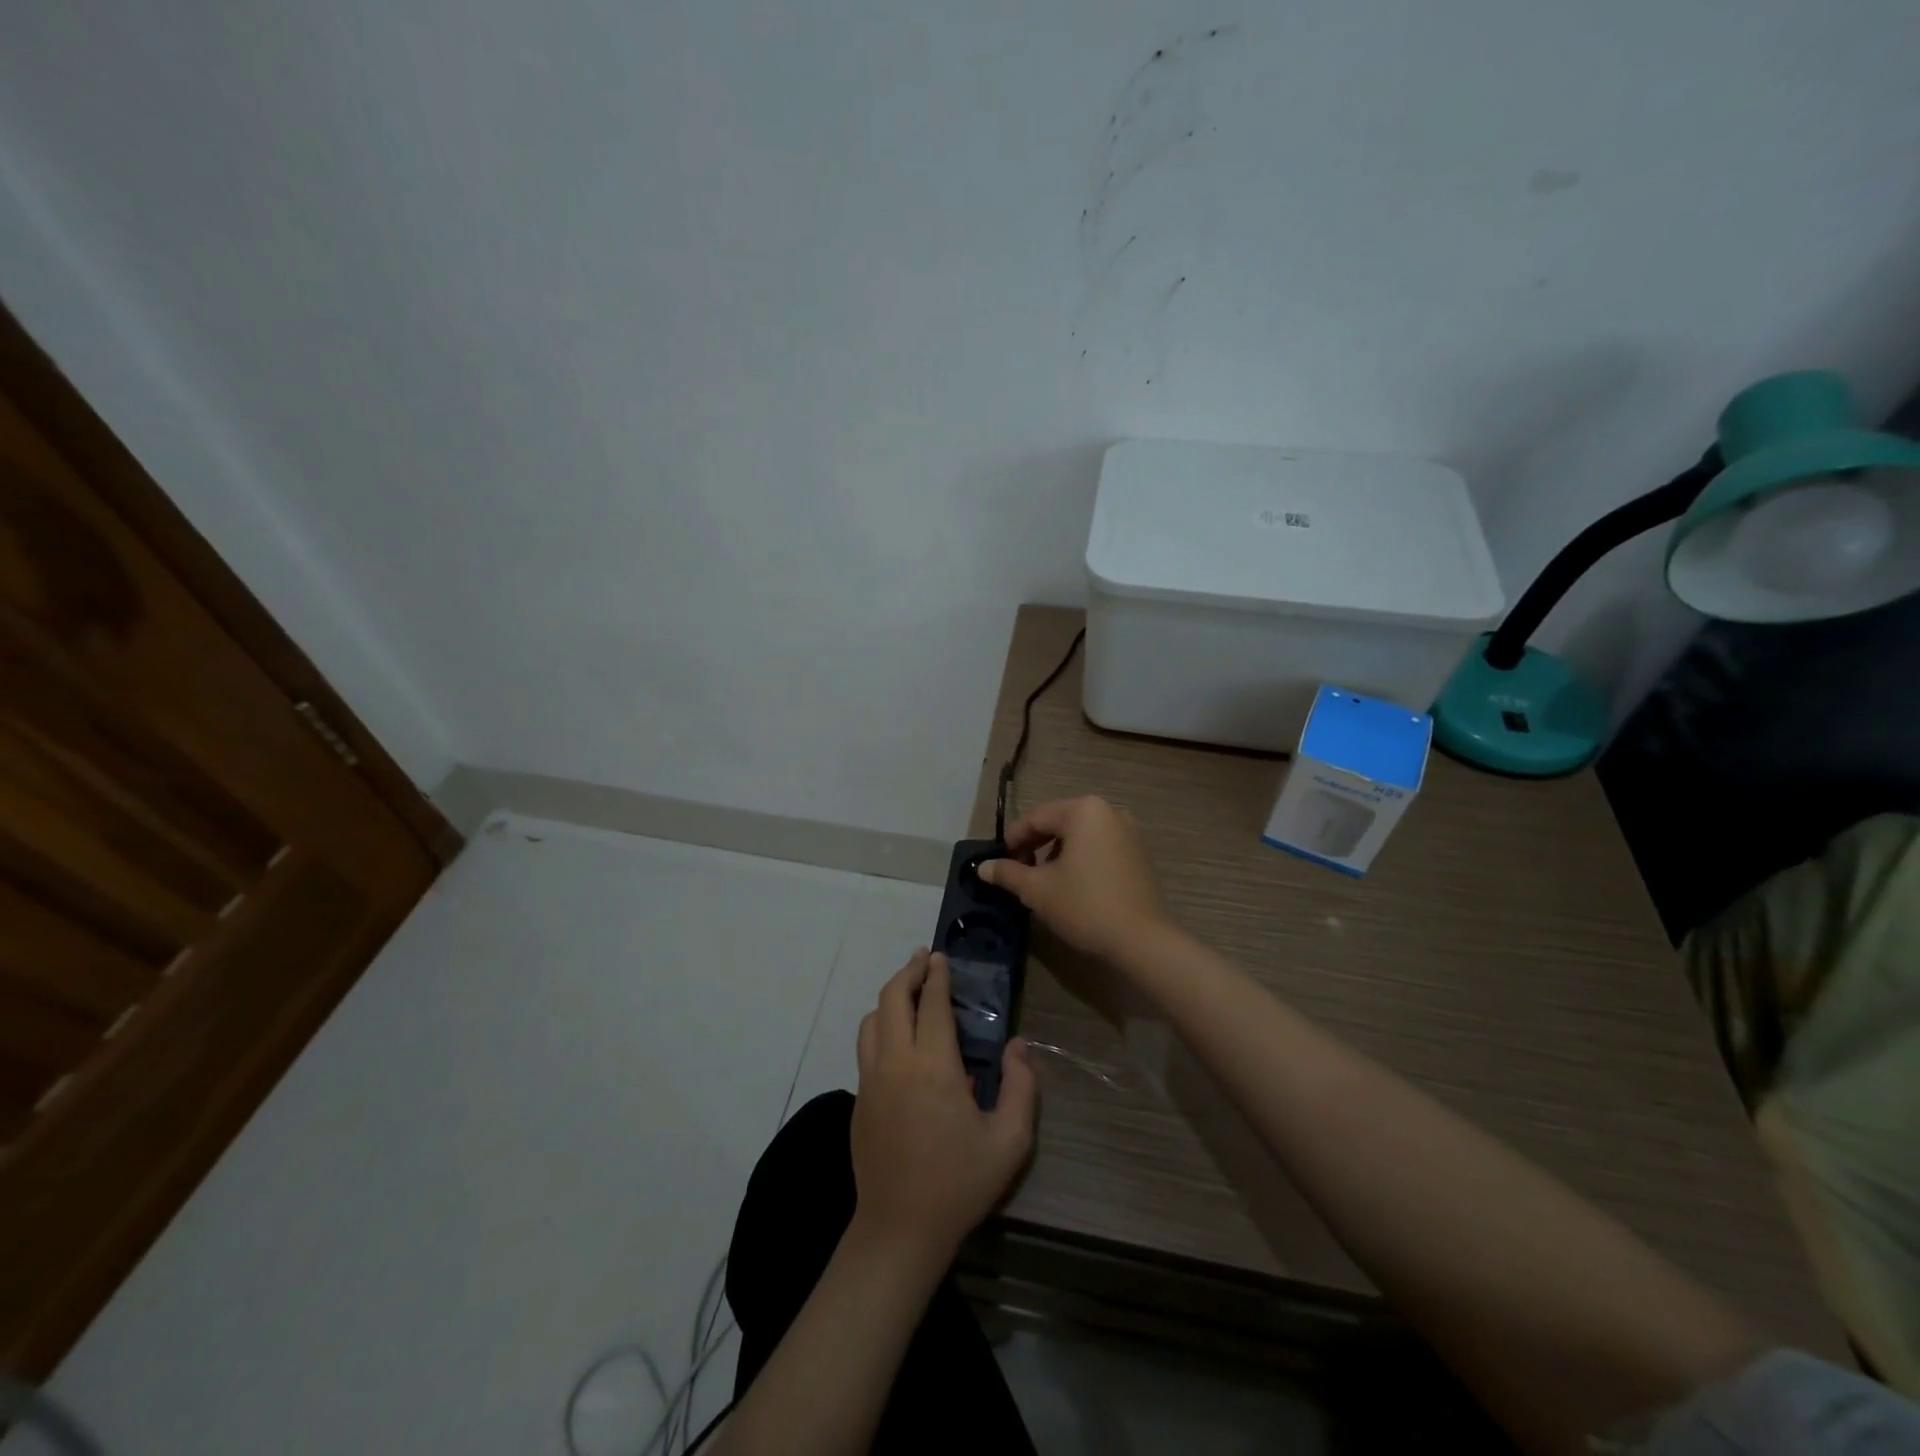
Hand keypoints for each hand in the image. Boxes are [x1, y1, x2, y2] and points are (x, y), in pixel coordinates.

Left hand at [850, 950, 1037, 1263]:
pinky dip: (880, 1026)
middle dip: (908, 972)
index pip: (931, 1004)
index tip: (941, 957)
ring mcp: (871, 1080)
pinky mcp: (859, 1099)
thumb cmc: (959, 1184)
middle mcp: (896, 1063)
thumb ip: (1022, 1087)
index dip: (936, 976)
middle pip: (892, 999)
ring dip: (890, 998)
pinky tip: (897, 1037)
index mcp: (933, 1067)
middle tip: (923, 960)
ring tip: (909, 992)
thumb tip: (1017, 1045)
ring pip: (871, 1020)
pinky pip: (866, 1046)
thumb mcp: (1009, 1141)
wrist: (899, 1230)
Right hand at [979, 796, 1172, 965]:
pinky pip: (1098, 845)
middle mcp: (1108, 811)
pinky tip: (1071, 883)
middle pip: (1059, 821)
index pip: (1036, 817)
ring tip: (1043, 879)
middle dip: (1035, 844)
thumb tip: (982, 867)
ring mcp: (1128, 831)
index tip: (1000, 862)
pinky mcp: (1138, 853)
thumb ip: (1007, 873)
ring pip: (1079, 834)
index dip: (1013, 838)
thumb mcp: (1037, 889)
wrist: (1141, 940)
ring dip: (1056, 852)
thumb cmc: (1084, 906)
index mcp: (1083, 810)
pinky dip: (1080, 857)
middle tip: (1018, 870)